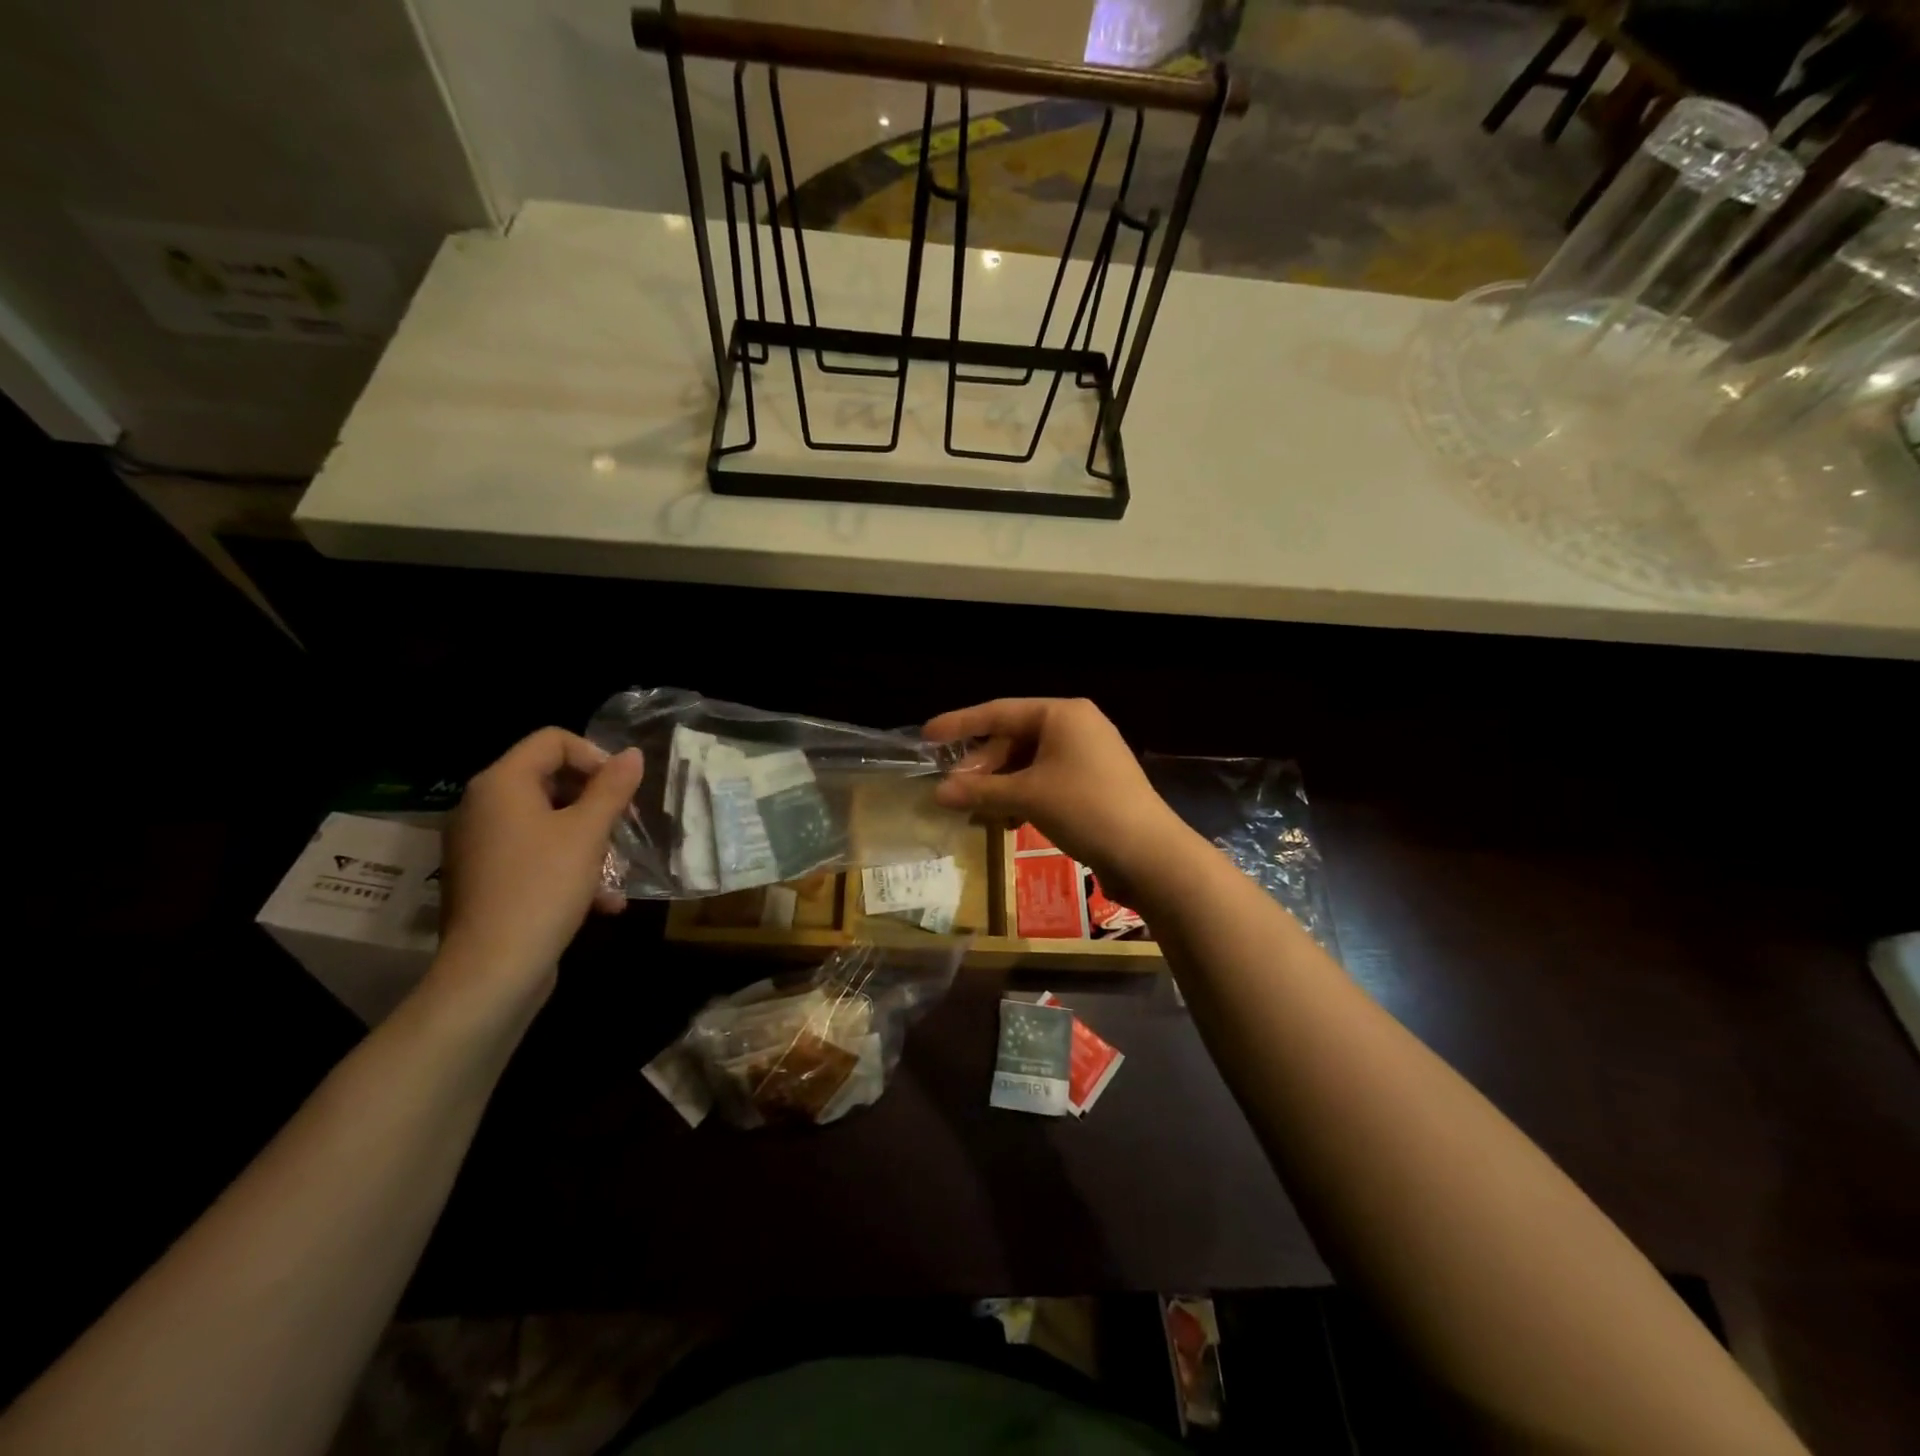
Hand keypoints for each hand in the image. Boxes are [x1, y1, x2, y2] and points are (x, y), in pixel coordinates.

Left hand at [436, 729, 643, 1004]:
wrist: (493, 971)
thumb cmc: (543, 887)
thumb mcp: (588, 833)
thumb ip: (612, 788)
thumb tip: (633, 754)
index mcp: (500, 784)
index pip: (552, 740)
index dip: (595, 756)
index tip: (622, 790)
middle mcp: (482, 806)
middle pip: (550, 780)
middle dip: (596, 802)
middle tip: (625, 828)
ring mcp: (481, 845)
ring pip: (547, 822)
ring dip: (590, 841)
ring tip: (618, 872)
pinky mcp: (487, 879)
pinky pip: (534, 855)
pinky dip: (568, 868)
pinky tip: (602, 903)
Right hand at [924, 698, 1188, 901]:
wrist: (1149, 853)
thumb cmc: (1085, 808)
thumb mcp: (1028, 797)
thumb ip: (980, 791)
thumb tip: (937, 792)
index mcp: (1062, 714)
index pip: (999, 712)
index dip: (960, 724)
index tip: (927, 736)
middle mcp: (1076, 726)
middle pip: (1014, 738)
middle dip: (982, 766)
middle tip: (954, 790)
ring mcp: (1088, 755)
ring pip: (1029, 763)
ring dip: (1001, 786)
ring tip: (977, 811)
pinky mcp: (1094, 783)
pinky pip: (1046, 780)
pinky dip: (1023, 796)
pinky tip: (1009, 821)